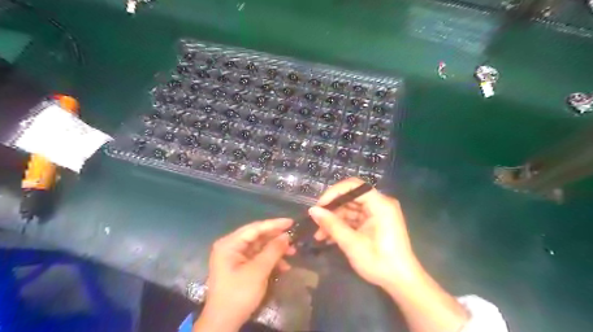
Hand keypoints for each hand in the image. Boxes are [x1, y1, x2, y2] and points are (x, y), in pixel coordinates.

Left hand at [196, 218, 294, 330]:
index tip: (291, 222)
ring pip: (260, 247)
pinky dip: (270, 260)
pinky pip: (258, 257)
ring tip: (292, 253)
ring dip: (276, 250)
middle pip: (257, 236)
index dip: (274, 224)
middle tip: (294, 238)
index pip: (255, 228)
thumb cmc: (239, 294)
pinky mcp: (240, 266)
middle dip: (276, 239)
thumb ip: (273, 250)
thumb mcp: (258, 271)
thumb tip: (287, 236)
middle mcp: (231, 246)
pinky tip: (284, 266)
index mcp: (229, 244)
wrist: (224, 323)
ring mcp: (235, 257)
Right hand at [309, 178, 417, 288]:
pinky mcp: (374, 222)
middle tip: (315, 222)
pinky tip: (328, 238)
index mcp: (380, 204)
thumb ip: (332, 224)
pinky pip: (354, 218)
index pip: (354, 186)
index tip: (319, 206)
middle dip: (332, 210)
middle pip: (350, 197)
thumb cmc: (379, 261)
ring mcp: (377, 213)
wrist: (401, 282)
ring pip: (350, 209)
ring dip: (334, 220)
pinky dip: (342, 226)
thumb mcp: (352, 243)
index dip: (334, 193)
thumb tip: (312, 210)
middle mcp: (379, 204)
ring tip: (319, 235)